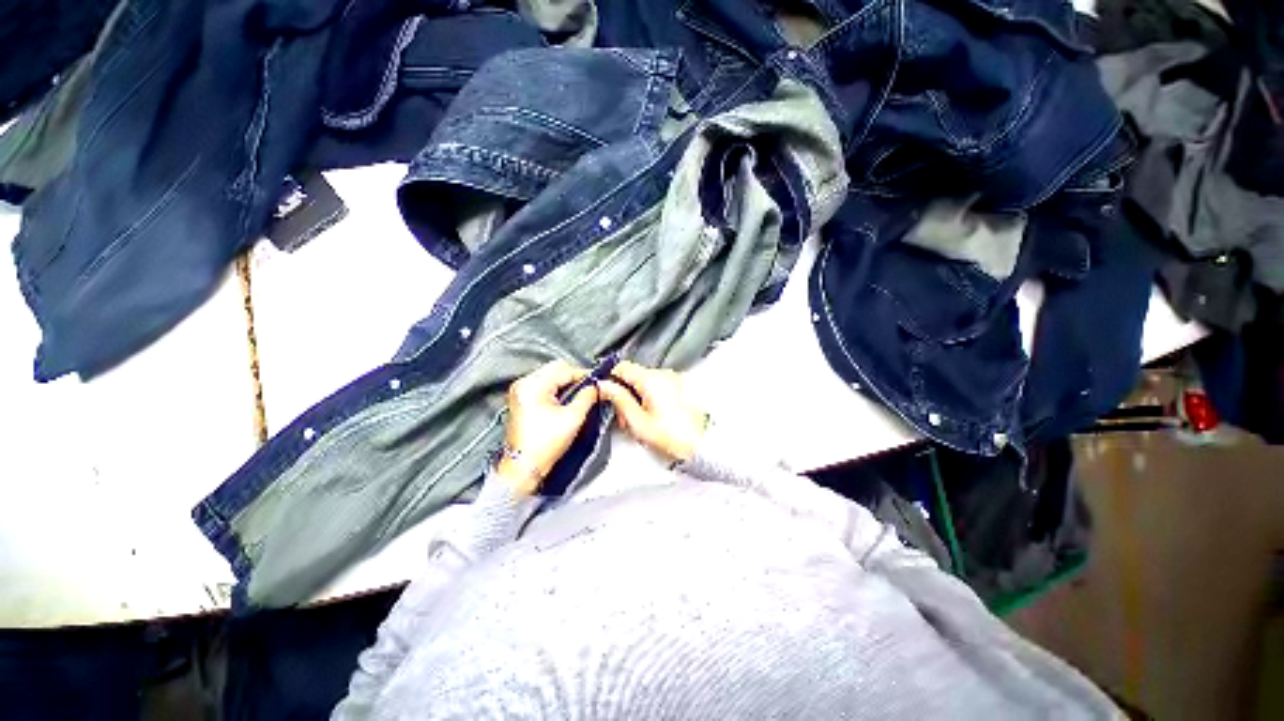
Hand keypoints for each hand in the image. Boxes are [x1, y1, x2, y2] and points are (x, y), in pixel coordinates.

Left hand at [498, 360, 598, 495]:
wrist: (522, 468)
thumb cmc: (544, 446)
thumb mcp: (573, 418)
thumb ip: (588, 396)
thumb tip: (596, 387)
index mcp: (533, 385)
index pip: (564, 369)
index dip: (583, 375)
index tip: (596, 383)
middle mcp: (523, 384)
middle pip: (556, 369)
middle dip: (574, 379)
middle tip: (589, 390)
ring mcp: (519, 392)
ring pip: (550, 377)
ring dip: (565, 385)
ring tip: (577, 398)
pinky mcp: (521, 400)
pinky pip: (542, 386)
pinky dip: (556, 391)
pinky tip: (564, 403)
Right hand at [598, 361, 707, 462]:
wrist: (703, 444)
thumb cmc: (672, 436)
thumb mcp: (638, 422)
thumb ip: (619, 400)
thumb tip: (604, 386)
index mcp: (651, 379)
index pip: (622, 366)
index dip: (610, 378)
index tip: (606, 393)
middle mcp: (664, 374)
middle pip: (634, 375)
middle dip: (625, 393)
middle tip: (623, 417)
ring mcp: (675, 379)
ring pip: (646, 382)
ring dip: (638, 397)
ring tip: (639, 420)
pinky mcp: (683, 387)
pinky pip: (660, 386)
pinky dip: (652, 397)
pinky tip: (653, 416)